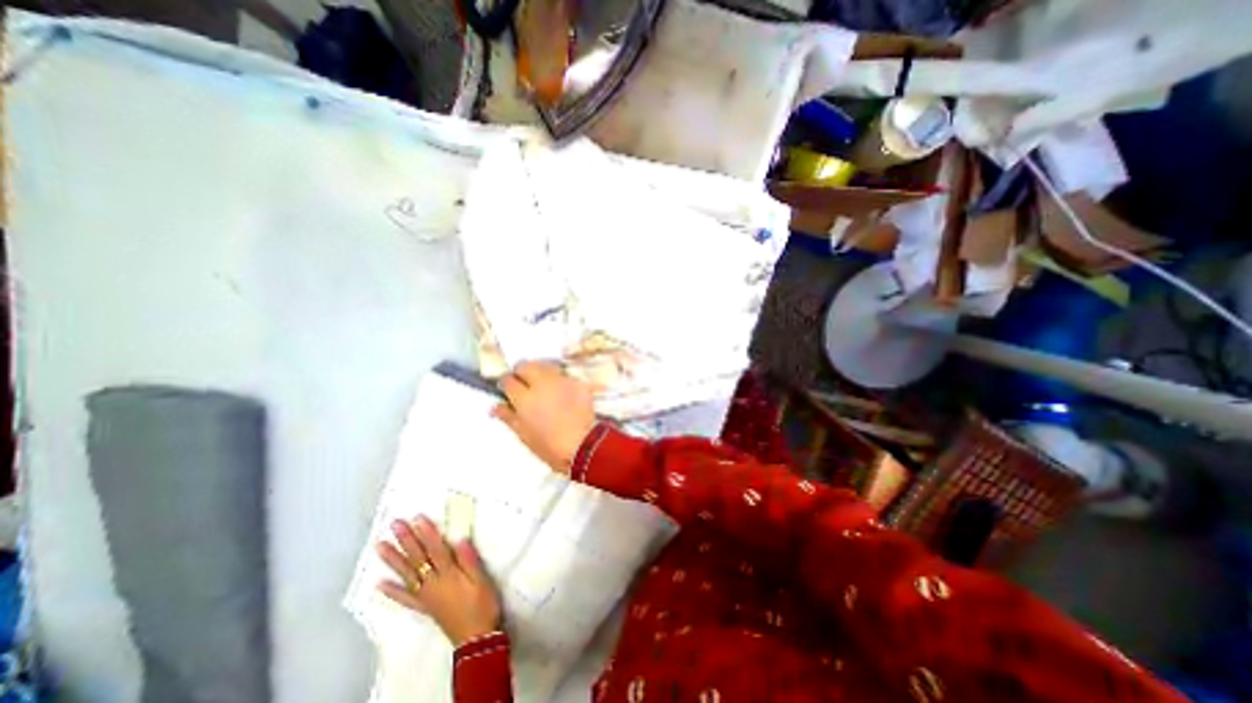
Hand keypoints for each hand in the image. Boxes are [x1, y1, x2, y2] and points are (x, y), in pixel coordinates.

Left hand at [375, 514, 502, 645]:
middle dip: (406, 540)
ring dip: (393, 559)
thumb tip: (459, 539)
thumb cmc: (483, 605)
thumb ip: (469, 560)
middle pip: (418, 558)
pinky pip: (405, 598)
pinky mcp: (425, 606)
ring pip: (407, 574)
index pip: (436, 548)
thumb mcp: (482, 581)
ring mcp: (426, 595)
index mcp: (449, 574)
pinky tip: (380, 584)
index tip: (417, 517)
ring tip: (380, 546)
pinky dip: (392, 591)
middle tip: (395, 524)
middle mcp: (433, 583)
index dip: (426, 532)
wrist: (476, 638)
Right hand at [493, 362, 594, 471]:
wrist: (584, 445)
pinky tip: (561, 391)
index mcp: (524, 398)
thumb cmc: (549, 446)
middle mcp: (541, 383)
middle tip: (524, 384)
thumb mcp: (524, 435)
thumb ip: (508, 417)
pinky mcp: (577, 381)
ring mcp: (561, 380)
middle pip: (525, 365)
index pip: (508, 380)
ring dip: (540, 371)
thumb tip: (495, 406)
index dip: (506, 384)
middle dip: (521, 372)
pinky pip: (563, 374)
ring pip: (545, 366)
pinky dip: (559, 379)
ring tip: (542, 385)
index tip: (507, 389)